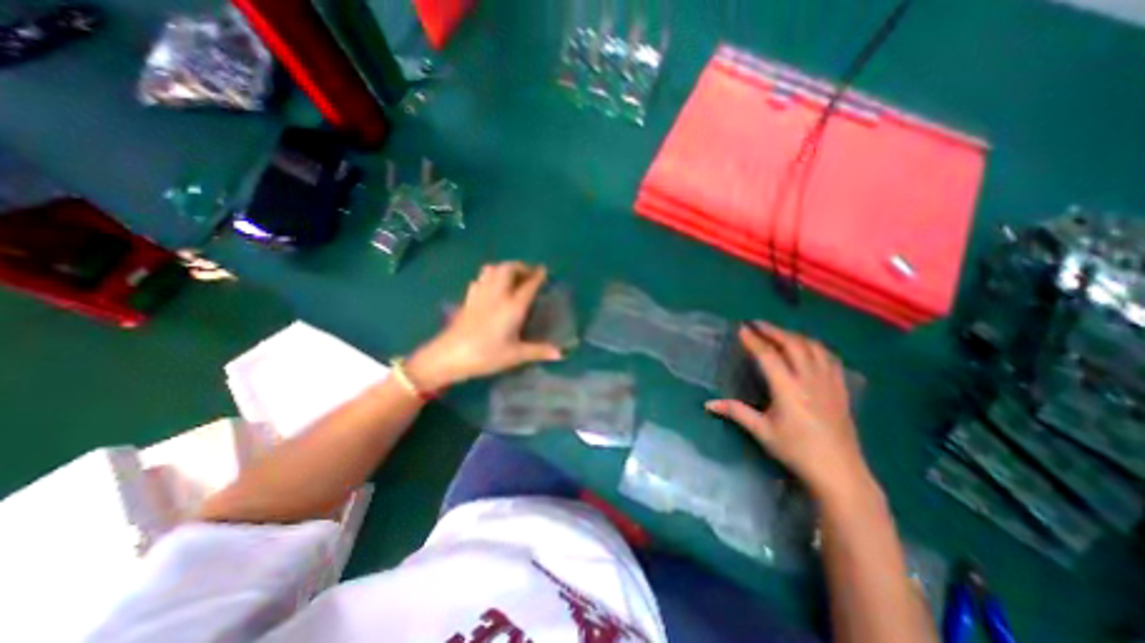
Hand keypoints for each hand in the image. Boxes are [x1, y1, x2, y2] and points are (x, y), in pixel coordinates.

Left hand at [406, 260, 561, 391]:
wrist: (449, 356)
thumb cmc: (486, 355)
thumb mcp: (515, 355)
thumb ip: (539, 351)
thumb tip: (561, 354)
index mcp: (512, 306)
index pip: (528, 285)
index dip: (538, 276)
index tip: (544, 270)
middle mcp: (497, 294)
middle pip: (509, 268)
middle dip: (521, 266)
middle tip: (530, 273)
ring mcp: (480, 294)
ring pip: (492, 269)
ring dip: (505, 268)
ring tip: (513, 277)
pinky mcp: (468, 298)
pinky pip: (480, 279)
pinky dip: (489, 276)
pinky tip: (492, 287)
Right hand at [708, 324, 877, 505]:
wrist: (839, 473)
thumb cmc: (796, 451)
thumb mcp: (762, 432)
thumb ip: (736, 412)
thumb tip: (708, 403)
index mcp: (788, 389)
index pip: (768, 356)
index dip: (754, 340)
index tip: (742, 329)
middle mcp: (809, 380)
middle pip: (793, 344)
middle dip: (773, 330)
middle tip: (757, 324)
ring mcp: (829, 383)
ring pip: (814, 348)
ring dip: (794, 335)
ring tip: (779, 333)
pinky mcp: (841, 389)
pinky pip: (831, 358)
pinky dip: (816, 347)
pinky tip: (809, 348)